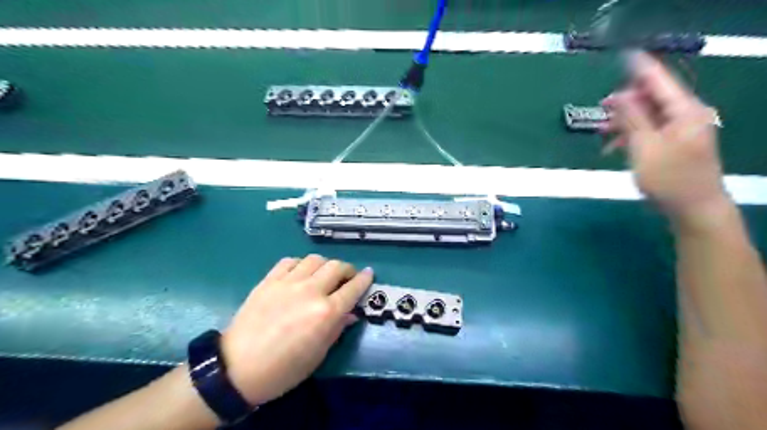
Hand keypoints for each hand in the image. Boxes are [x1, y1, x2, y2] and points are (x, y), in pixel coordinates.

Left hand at [218, 255, 375, 405]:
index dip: (365, 279)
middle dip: (347, 269)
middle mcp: (310, 291)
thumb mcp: (318, 354)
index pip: (353, 288)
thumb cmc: (283, 369)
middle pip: (336, 266)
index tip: (369, 274)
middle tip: (347, 277)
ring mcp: (288, 283)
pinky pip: (290, 261)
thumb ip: (337, 328)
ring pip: (315, 259)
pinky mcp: (269, 280)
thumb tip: (350, 313)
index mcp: (326, 313)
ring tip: (323, 275)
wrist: (237, 368)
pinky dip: (300, 264)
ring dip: (325, 265)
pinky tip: (299, 274)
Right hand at [601, 50, 726, 227]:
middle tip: (601, 109)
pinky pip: (650, 130)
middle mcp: (686, 115)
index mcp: (684, 111)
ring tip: (602, 133)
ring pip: (648, 116)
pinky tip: (614, 147)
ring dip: (624, 122)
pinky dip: (631, 135)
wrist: (693, 208)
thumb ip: (631, 119)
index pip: (659, 81)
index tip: (623, 57)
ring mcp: (682, 130)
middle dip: (625, 102)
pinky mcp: (675, 144)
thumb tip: (619, 96)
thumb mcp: (644, 147)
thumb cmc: (669, 178)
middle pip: (652, 98)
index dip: (640, 69)